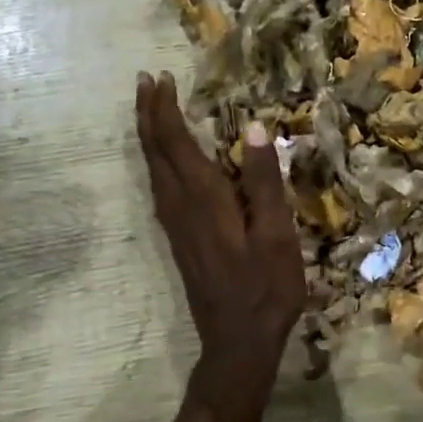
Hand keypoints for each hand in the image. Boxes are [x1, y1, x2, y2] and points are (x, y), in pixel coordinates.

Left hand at [135, 71, 306, 408]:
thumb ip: (265, 181)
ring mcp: (174, 224)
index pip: (175, 142)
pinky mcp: (178, 238)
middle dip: (148, 114)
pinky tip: (163, 160)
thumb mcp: (277, 234)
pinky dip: (156, 159)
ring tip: (149, 109)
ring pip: (152, 168)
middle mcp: (180, 205)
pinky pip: (158, 185)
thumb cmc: (265, 288)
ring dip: (148, 134)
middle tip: (145, 82)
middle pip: (155, 151)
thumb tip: (255, 127)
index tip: (161, 78)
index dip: (165, 109)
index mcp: (204, 198)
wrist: (237, 343)